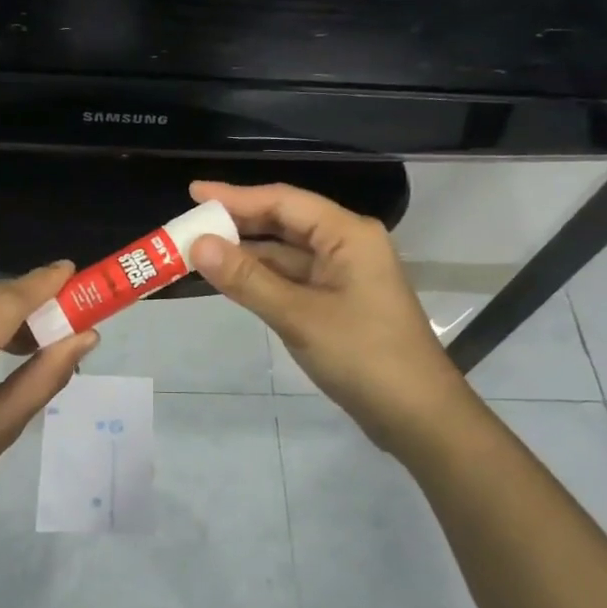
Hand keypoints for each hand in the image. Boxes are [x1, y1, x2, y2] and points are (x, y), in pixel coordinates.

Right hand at [188, 181, 467, 453]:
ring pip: (285, 253)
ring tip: (198, 251)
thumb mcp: (298, 316)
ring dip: (246, 253)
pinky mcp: (337, 301)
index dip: (235, 196)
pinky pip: (292, 278)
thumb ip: (247, 279)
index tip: (193, 192)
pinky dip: (261, 277)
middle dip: (237, 223)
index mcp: (347, 234)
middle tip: (189, 224)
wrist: (417, 415)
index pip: (283, 201)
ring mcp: (342, 274)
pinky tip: (230, 279)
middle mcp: (346, 244)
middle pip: (284, 222)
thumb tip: (198, 245)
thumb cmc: (363, 357)